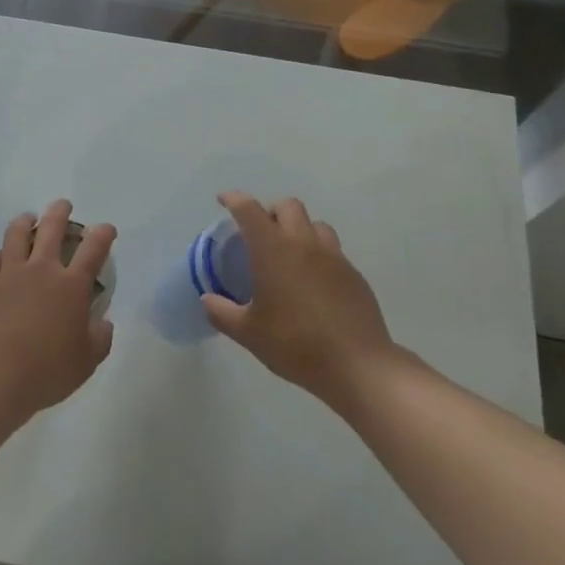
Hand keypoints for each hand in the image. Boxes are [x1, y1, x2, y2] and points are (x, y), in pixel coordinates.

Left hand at [0, 199, 115, 424]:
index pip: (94, 247)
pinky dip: (2, 253)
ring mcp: (10, 272)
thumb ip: (100, 338)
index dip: (103, 233)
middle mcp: (42, 268)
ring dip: (26, 220)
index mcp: (71, 285)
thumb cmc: (45, 372)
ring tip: (29, 219)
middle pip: (52, 226)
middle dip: (61, 211)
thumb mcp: (86, 362)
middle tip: (64, 206)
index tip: (107, 229)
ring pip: (18, 232)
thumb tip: (103, 322)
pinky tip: (2, 257)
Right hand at [202, 192, 396, 406]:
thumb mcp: (249, 334)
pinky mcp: (353, 274)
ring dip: (298, 229)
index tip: (223, 200)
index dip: (234, 199)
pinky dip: (318, 253)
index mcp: (274, 249)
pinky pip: (333, 250)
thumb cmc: (296, 344)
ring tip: (289, 254)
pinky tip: (314, 282)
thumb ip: (222, 313)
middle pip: (287, 205)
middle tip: (259, 233)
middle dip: (270, 211)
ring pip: (314, 224)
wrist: (357, 365)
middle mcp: (304, 243)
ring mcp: (333, 256)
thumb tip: (207, 300)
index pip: (249, 209)